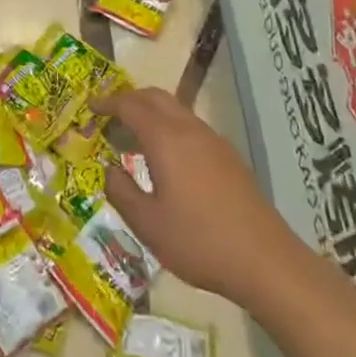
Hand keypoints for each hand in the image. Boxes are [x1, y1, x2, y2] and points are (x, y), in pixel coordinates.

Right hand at [99, 86, 298, 305]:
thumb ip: (121, 191)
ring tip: (133, 138)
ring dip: (151, 113)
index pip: (130, 105)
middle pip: (154, 97)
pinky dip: (169, 127)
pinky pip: (190, 126)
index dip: (107, 103)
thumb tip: (108, 169)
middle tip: (109, 117)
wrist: (265, 260)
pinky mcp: (228, 156)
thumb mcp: (148, 224)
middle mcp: (189, 129)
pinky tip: (166, 159)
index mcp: (165, 139)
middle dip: (129, 100)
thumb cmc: (199, 241)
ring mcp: (213, 140)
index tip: (90, 108)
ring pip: (175, 109)